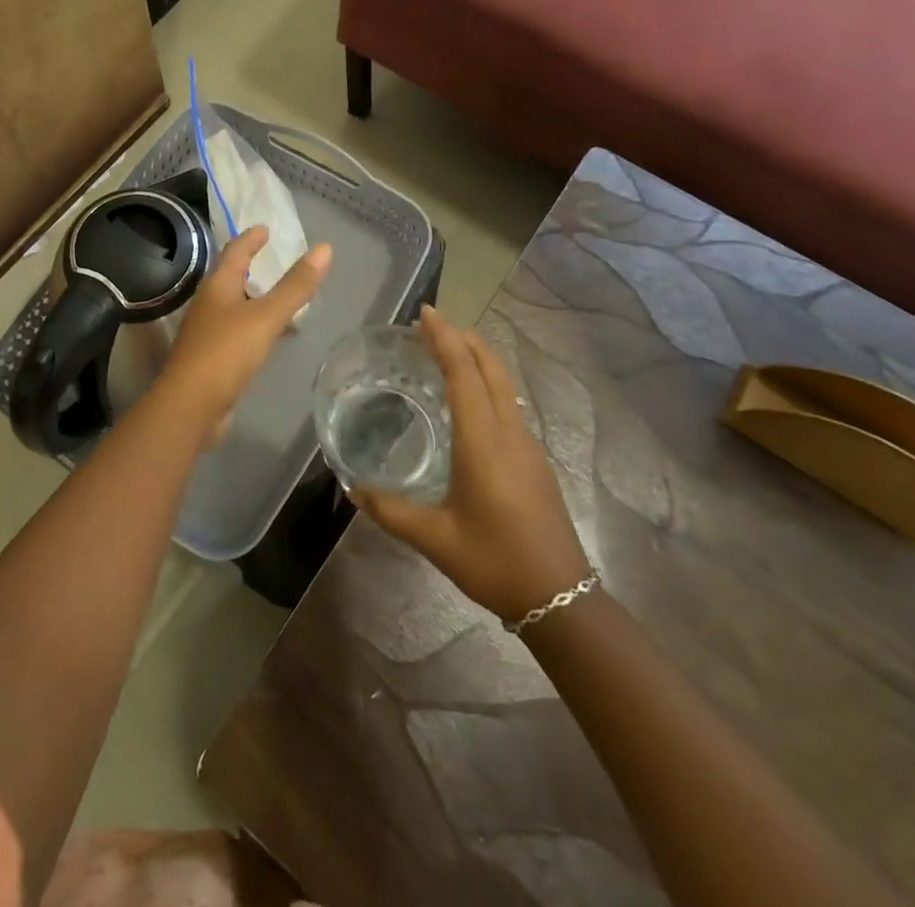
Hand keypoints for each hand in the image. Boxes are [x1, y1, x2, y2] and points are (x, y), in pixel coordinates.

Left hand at [147, 227, 331, 445]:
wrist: (191, 405)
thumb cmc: (226, 352)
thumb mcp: (266, 316)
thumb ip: (295, 286)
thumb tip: (325, 249)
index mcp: (217, 287)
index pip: (234, 252)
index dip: (250, 239)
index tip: (264, 228)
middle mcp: (208, 304)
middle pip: (229, 277)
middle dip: (249, 266)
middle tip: (271, 258)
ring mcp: (207, 332)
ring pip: (232, 305)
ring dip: (251, 297)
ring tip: (275, 295)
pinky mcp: (211, 357)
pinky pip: (235, 331)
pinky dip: (253, 325)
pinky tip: (267, 335)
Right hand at [353, 307, 591, 620]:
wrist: (562, 599)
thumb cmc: (495, 562)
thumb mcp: (435, 539)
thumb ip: (390, 510)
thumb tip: (352, 488)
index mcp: (483, 442)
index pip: (464, 374)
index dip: (445, 339)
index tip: (426, 313)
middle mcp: (509, 433)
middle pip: (491, 368)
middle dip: (464, 338)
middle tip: (432, 325)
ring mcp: (528, 445)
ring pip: (505, 384)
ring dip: (478, 358)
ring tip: (447, 352)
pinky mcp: (535, 460)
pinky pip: (509, 403)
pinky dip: (487, 382)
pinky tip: (470, 400)